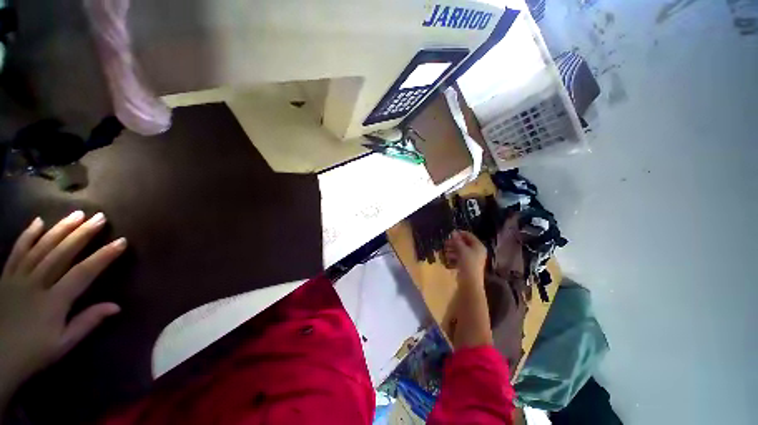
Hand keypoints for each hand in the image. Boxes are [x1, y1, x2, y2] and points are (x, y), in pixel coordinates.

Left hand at [0, 212, 125, 392]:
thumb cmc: (34, 352)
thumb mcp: (63, 344)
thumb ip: (87, 322)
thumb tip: (116, 306)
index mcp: (54, 301)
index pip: (83, 273)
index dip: (103, 256)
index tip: (121, 242)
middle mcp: (37, 283)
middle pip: (61, 254)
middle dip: (82, 234)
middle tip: (99, 218)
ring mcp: (19, 277)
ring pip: (41, 248)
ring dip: (59, 229)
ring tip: (76, 214)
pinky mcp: (6, 276)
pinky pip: (17, 252)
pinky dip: (27, 236)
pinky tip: (38, 222)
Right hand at [444, 230, 486, 288]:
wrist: (470, 282)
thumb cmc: (468, 263)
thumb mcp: (462, 250)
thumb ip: (457, 241)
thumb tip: (453, 232)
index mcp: (478, 246)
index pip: (468, 235)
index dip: (459, 234)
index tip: (449, 234)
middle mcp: (477, 251)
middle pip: (464, 243)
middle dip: (454, 243)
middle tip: (445, 243)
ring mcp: (472, 259)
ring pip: (461, 251)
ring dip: (452, 250)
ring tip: (444, 251)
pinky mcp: (467, 265)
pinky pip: (460, 258)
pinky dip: (453, 257)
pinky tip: (447, 258)